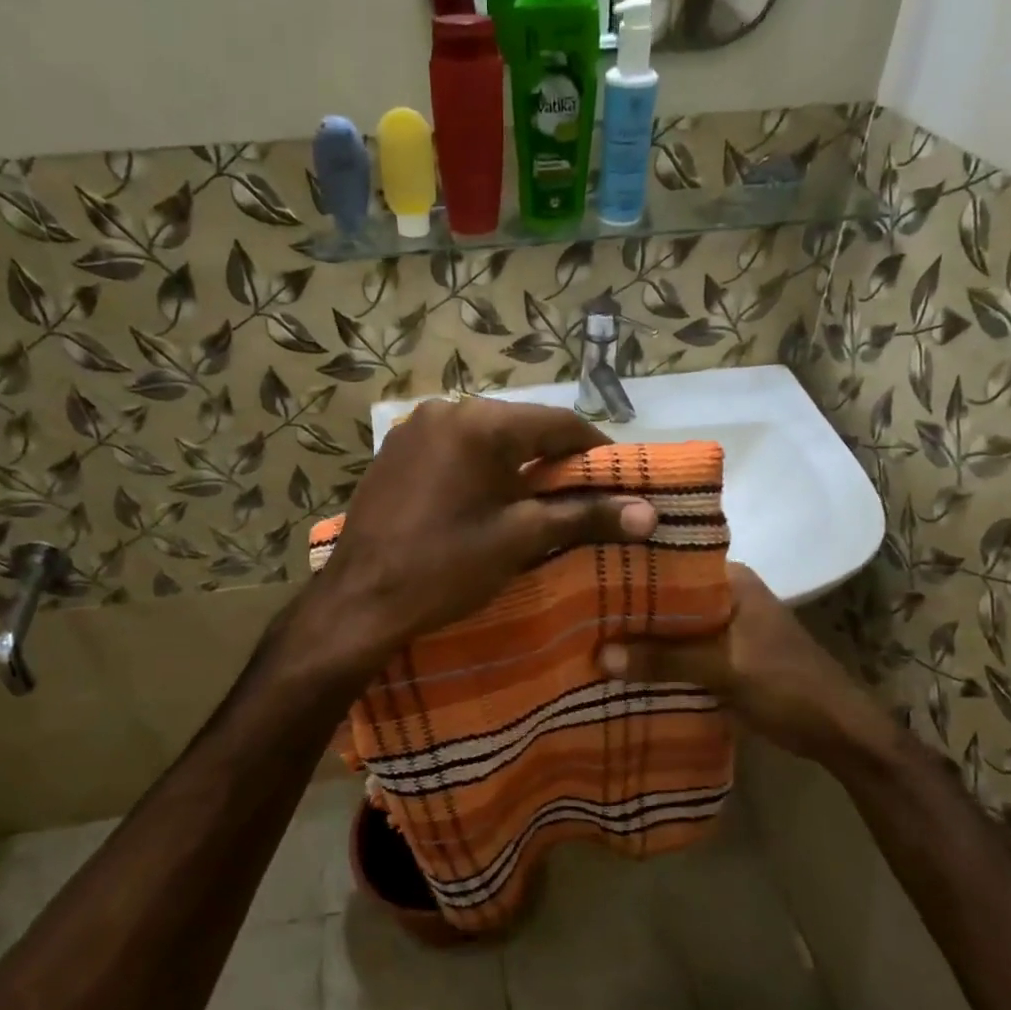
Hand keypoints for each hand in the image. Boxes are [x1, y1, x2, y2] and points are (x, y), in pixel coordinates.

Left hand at [315, 397, 656, 660]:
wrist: (360, 600)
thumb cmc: (446, 567)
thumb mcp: (521, 539)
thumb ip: (586, 517)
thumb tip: (650, 514)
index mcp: (482, 422)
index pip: (560, 424)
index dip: (595, 451)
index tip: (618, 481)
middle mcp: (446, 409)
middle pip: (521, 427)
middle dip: (553, 460)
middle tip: (578, 498)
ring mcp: (413, 428)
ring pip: (485, 438)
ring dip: (515, 465)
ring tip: (534, 504)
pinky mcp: (393, 451)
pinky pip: (452, 450)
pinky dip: (478, 469)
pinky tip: (484, 502)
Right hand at [596, 563, 902, 766]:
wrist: (837, 731)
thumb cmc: (787, 685)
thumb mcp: (724, 668)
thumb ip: (665, 658)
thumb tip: (600, 655)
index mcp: (731, 580)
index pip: (671, 561)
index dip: (631, 569)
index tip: (585, 572)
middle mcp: (724, 596)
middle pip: (666, 597)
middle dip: (628, 607)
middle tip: (574, 608)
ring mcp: (723, 628)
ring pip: (670, 626)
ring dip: (639, 635)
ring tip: (586, 635)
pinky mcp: (721, 657)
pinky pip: (679, 651)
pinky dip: (655, 658)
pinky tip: (619, 666)